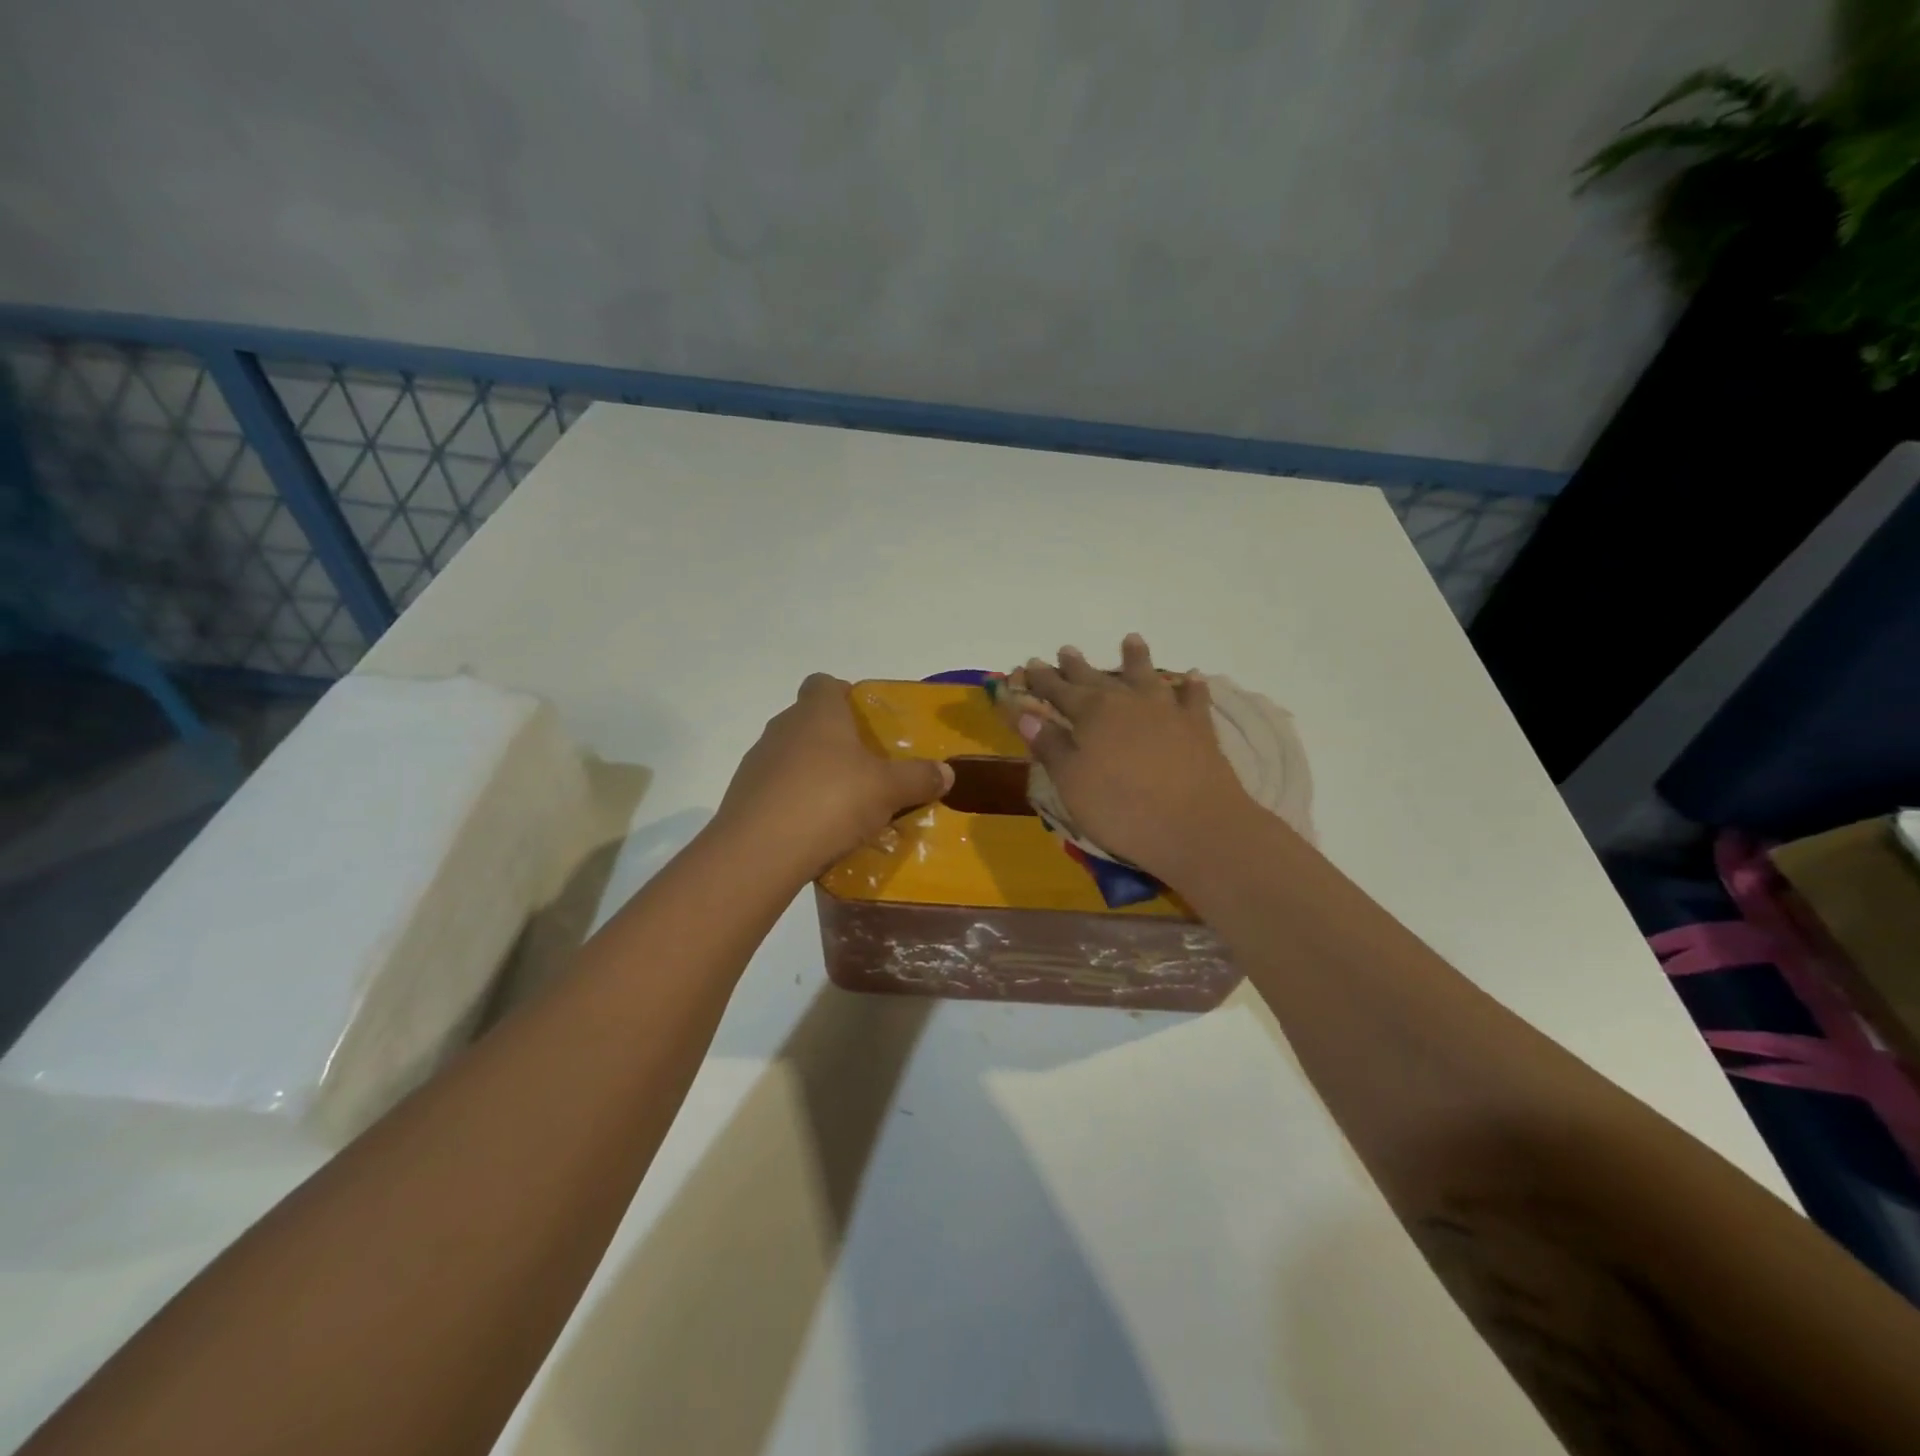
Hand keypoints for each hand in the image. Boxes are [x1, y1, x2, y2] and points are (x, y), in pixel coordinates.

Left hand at [715, 674, 954, 877]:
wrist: (759, 852)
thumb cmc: (830, 801)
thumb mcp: (888, 790)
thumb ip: (919, 777)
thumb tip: (948, 772)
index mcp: (817, 713)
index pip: (823, 683)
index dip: (844, 694)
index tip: (866, 719)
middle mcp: (782, 728)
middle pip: (809, 721)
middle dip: (836, 739)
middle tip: (866, 767)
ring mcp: (757, 763)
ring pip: (792, 757)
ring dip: (814, 772)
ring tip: (843, 805)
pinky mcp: (743, 797)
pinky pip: (777, 790)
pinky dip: (796, 801)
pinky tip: (816, 830)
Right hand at [1013, 635, 1257, 884]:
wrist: (1196, 826)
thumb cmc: (1122, 809)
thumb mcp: (1072, 782)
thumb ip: (1050, 746)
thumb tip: (1026, 714)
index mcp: (1092, 715)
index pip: (1059, 691)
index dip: (1043, 679)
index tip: (1031, 663)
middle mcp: (1128, 703)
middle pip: (1097, 679)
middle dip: (1078, 666)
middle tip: (1066, 650)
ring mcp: (1167, 712)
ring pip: (1147, 677)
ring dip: (1136, 659)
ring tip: (1131, 640)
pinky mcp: (1198, 729)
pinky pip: (1193, 699)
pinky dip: (1191, 687)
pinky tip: (1192, 677)